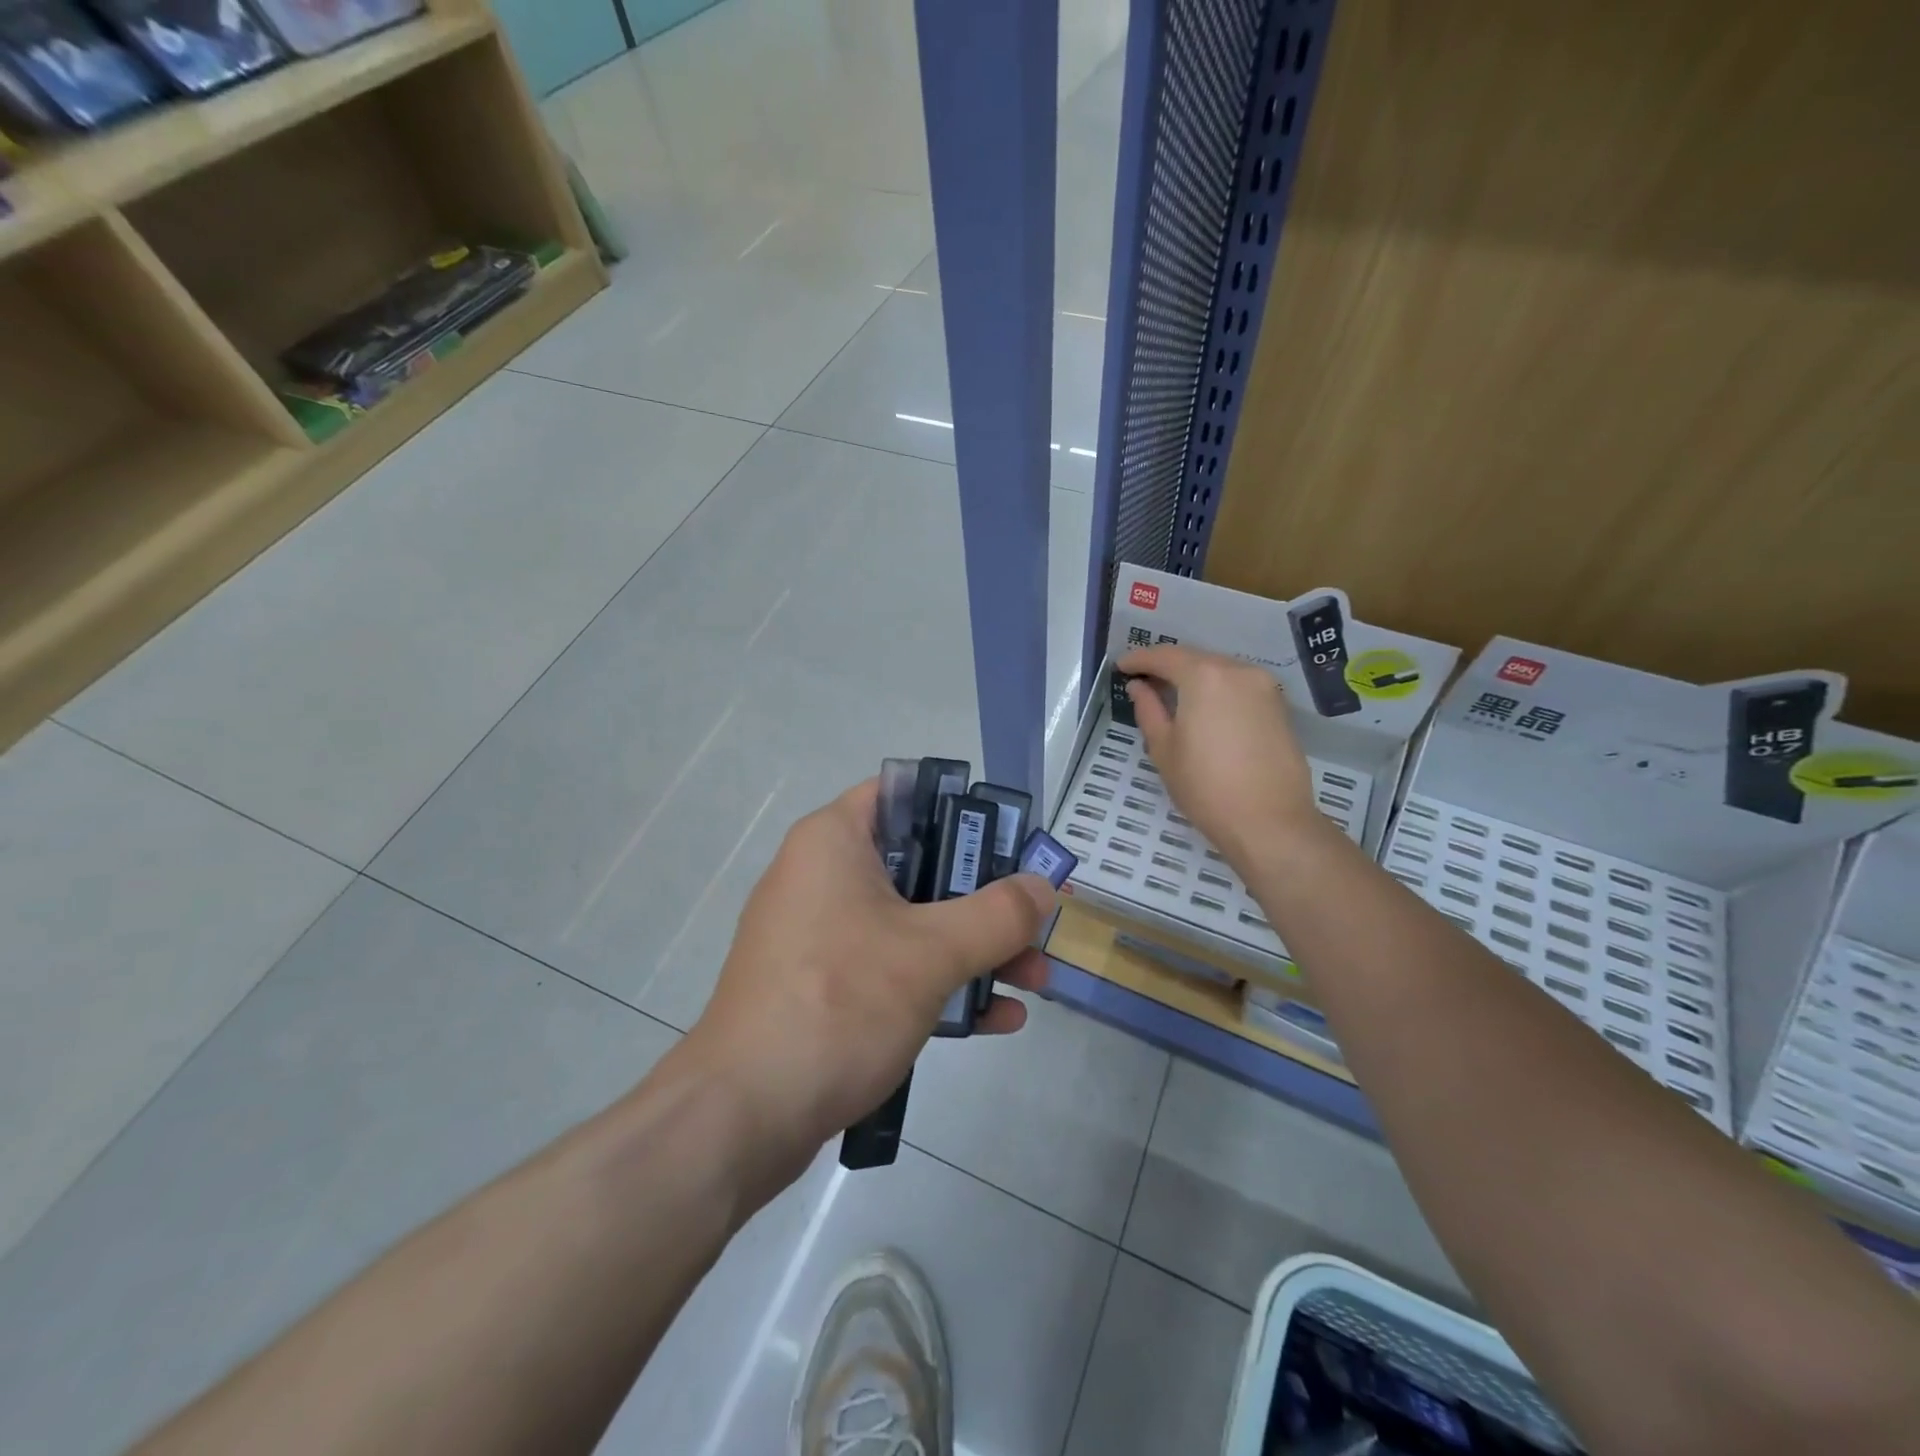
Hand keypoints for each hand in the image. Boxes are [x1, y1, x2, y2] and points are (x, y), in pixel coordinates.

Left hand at [684, 779, 1054, 1165]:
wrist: (743, 1114)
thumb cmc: (839, 1002)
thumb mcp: (932, 953)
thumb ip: (998, 914)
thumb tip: (1043, 887)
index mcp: (835, 841)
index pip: (906, 794)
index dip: (964, 811)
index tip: (1010, 845)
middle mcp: (822, 876)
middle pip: (920, 863)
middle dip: (984, 898)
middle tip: (1033, 923)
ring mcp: (819, 934)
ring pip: (911, 921)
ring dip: (972, 948)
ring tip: (1034, 981)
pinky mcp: (821, 986)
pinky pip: (889, 967)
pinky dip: (938, 983)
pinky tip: (995, 1020)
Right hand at [1118, 643, 1326, 870]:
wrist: (1270, 821)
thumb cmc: (1206, 786)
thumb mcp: (1164, 749)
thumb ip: (1149, 710)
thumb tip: (1139, 687)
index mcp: (1205, 676)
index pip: (1165, 657)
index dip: (1139, 659)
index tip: (1121, 667)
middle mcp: (1238, 671)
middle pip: (1195, 659)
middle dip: (1167, 666)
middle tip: (1143, 680)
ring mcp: (1264, 687)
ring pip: (1220, 671)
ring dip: (1194, 678)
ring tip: (1171, 696)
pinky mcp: (1279, 707)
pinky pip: (1239, 687)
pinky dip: (1217, 691)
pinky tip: (1204, 710)